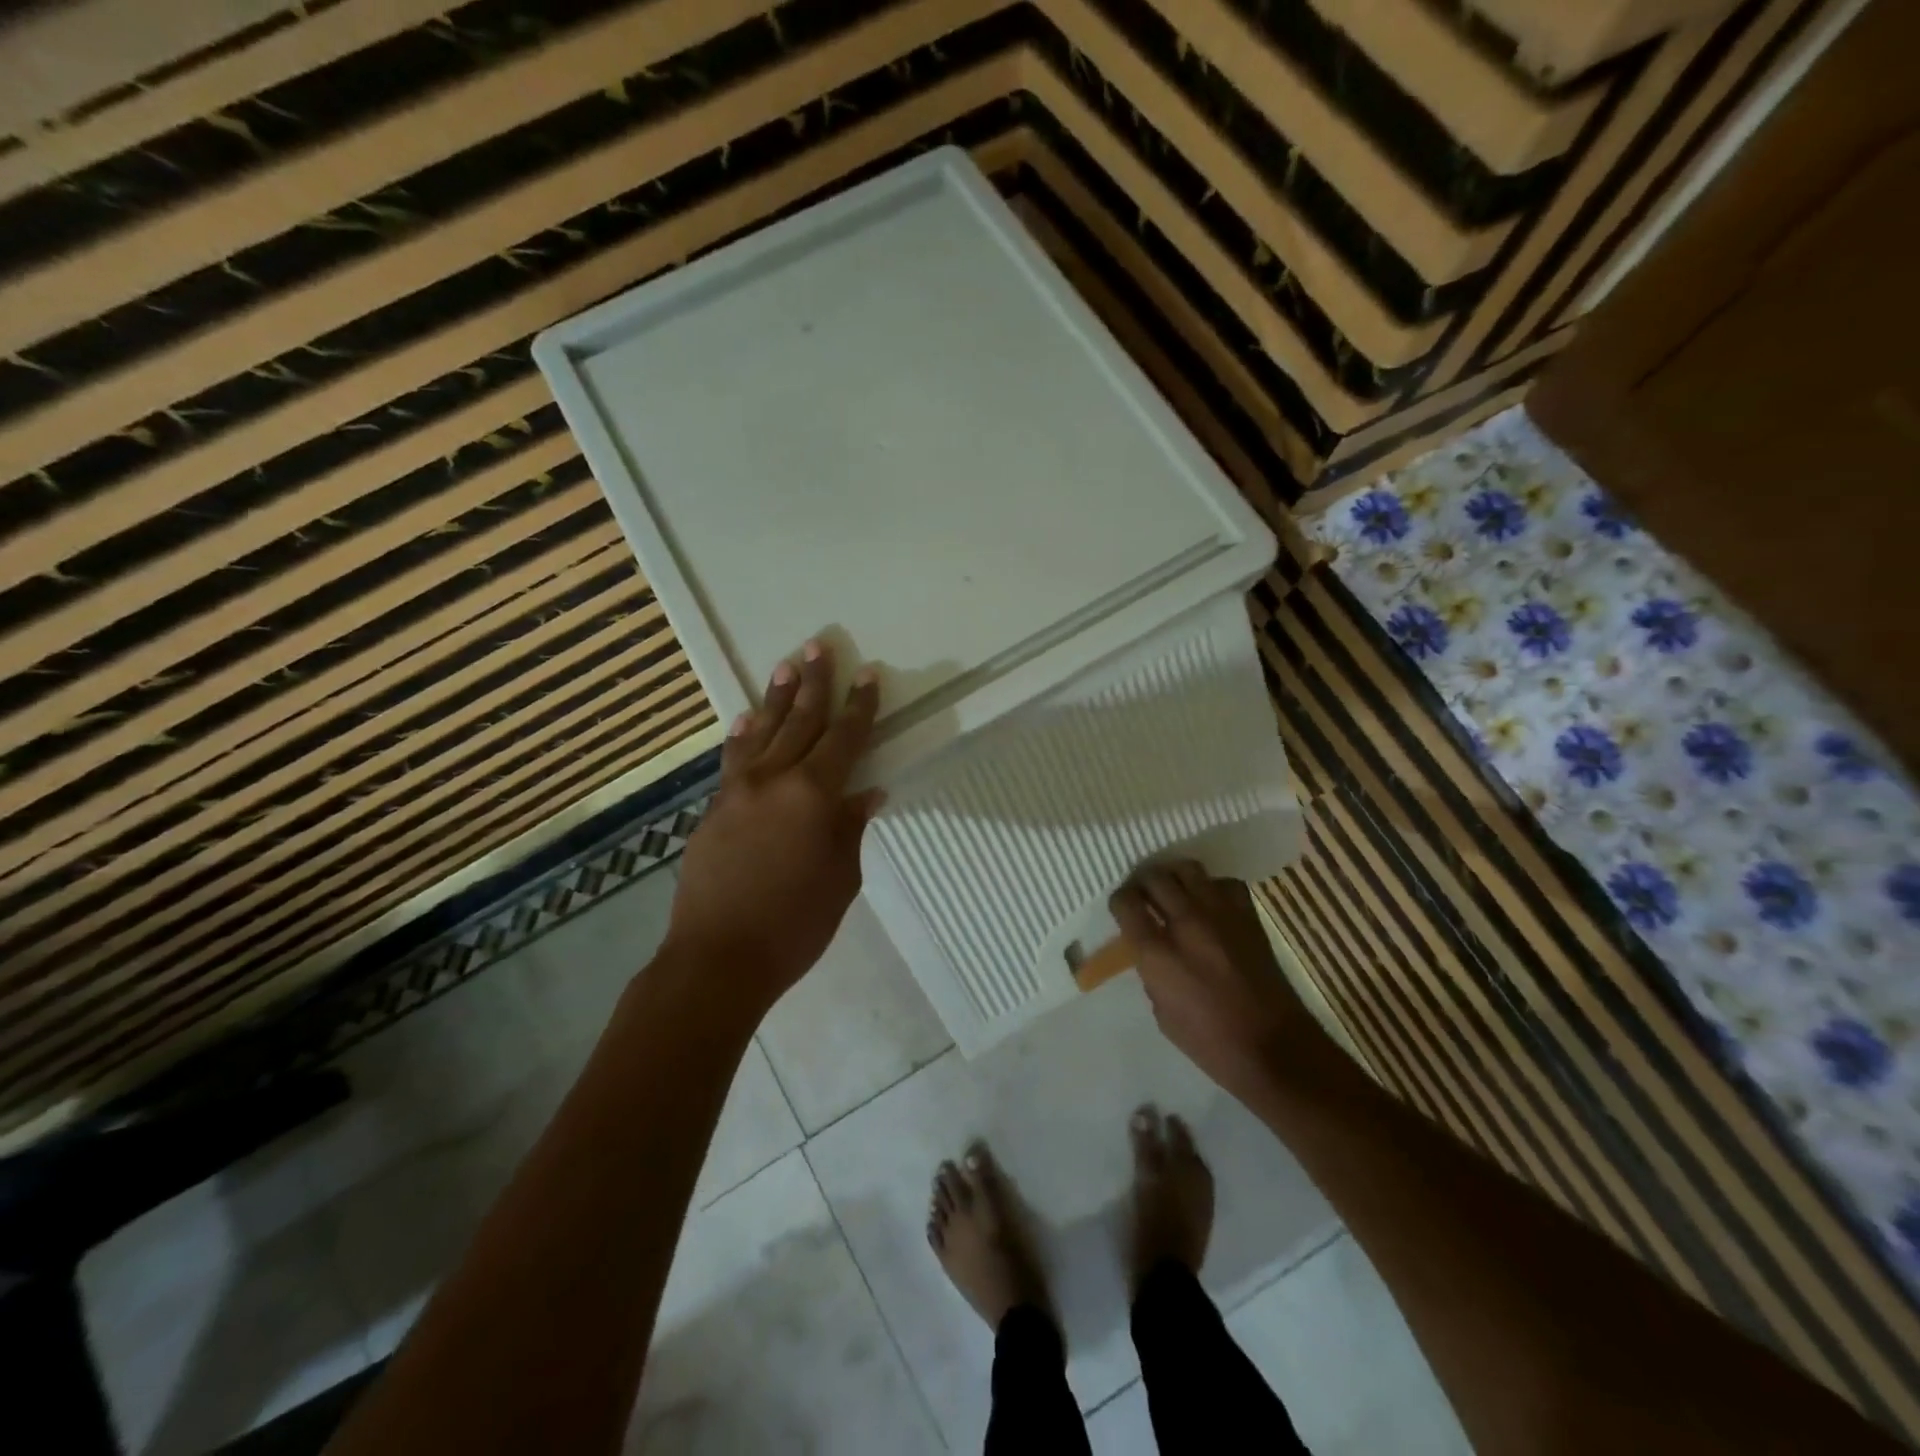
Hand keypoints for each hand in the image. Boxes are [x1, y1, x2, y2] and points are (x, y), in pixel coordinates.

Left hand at [667, 640, 884, 1016]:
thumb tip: (866, 793)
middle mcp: (774, 780)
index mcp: (813, 795)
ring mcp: (738, 792)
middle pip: (800, 722)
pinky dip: (744, 736)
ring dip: (777, 698)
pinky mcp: (714, 809)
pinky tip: (747, 720)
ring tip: (786, 665)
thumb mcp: (841, 878)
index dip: (859, 706)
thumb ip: (850, 828)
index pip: (844, 739)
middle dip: (814, 684)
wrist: (718, 958)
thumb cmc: (794, 925)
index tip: (867, 674)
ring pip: (763, 732)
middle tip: (820, 646)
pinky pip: (734, 761)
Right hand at [1109, 862, 1326, 1101]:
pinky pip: (1224, 883)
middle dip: (1142, 882)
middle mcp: (1186, 923)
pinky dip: (1212, 888)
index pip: (1126, 903)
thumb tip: (1153, 952)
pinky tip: (1210, 904)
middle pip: (1155, 877)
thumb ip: (1152, 973)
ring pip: (1188, 869)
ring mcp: (1221, 915)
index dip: (1119, 902)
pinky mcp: (1248, 917)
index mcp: (1158, 953)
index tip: (1122, 910)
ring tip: (1173, 891)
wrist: (1275, 1048)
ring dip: (1174, 876)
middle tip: (1143, 895)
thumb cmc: (1211, 1043)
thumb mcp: (1163, 1013)